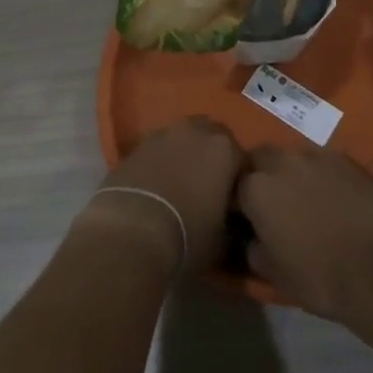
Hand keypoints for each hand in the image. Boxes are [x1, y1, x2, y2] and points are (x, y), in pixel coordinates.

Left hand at [80, 118, 242, 275]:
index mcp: (224, 149)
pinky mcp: (136, 144)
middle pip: (212, 138)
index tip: (234, 202)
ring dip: (186, 154)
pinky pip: (158, 148)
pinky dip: (162, 160)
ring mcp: (163, 133)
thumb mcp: (223, 241)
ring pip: (183, 138)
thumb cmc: (187, 235)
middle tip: (209, 187)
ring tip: (181, 185)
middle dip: (213, 157)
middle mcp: (195, 131)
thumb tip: (231, 224)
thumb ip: (233, 224)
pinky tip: (158, 185)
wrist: (130, 230)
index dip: (239, 181)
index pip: (242, 159)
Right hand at [237, 146, 372, 318]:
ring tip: (304, 197)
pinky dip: (320, 174)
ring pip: (292, 156)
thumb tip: (254, 238)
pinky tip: (332, 196)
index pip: (234, 183)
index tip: (246, 216)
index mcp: (255, 188)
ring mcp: (315, 157)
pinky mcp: (346, 160)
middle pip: (260, 157)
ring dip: (291, 171)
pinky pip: (322, 161)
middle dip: (261, 174)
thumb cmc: (317, 276)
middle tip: (273, 202)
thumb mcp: (272, 273)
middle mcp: (281, 162)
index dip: (239, 200)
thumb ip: (254, 247)